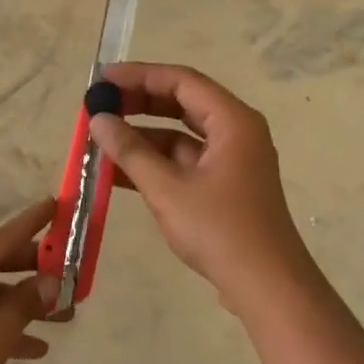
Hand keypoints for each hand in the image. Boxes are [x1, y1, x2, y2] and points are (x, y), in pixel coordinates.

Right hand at [86, 63, 315, 314]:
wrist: (266, 287)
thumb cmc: (219, 230)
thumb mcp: (167, 188)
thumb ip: (130, 150)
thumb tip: (98, 118)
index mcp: (232, 121)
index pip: (181, 81)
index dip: (139, 76)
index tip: (102, 81)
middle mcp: (235, 133)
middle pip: (181, 104)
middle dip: (138, 104)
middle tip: (98, 106)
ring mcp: (230, 161)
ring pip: (179, 136)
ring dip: (140, 137)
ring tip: (99, 140)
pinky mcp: (223, 187)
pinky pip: (182, 162)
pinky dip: (152, 163)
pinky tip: (115, 173)